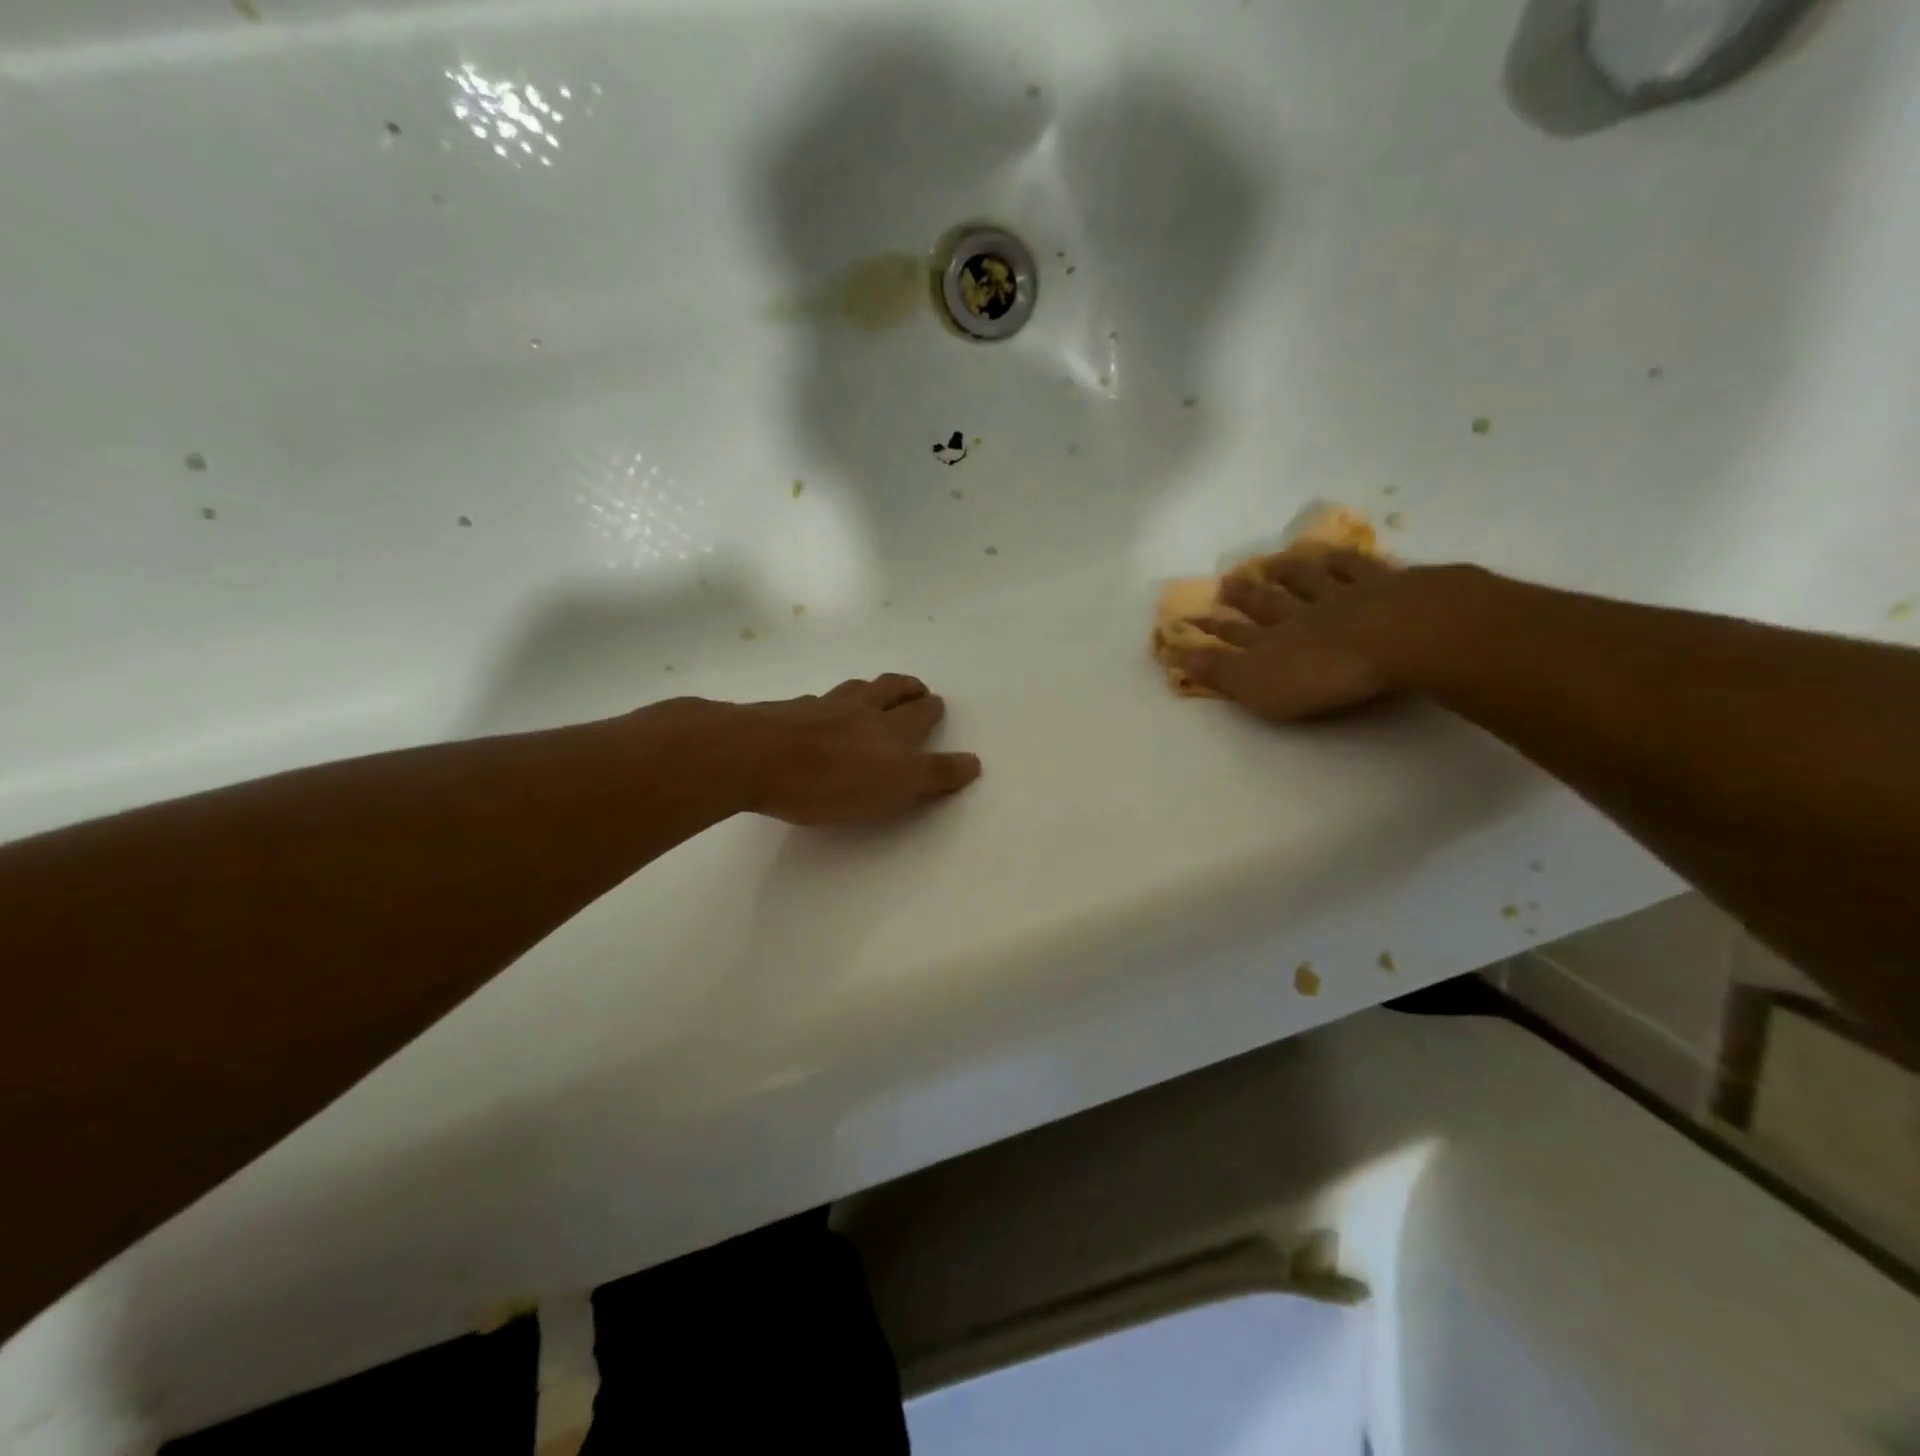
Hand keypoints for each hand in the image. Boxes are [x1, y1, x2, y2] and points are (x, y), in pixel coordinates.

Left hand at [732, 674, 981, 824]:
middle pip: (891, 692)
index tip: (937, 704)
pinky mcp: (789, 712)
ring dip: (875, 687)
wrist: (755, 756)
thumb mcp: (895, 787)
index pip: (920, 718)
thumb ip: (934, 775)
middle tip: (918, 689)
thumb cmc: (829, 782)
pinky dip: (832, 700)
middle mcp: (861, 711)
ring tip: (879, 688)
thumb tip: (973, 762)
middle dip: (909, 690)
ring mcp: (822, 707)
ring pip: (857, 689)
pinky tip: (824, 706)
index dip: (931, 712)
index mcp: (890, 732)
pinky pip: (820, 699)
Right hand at [1179, 550, 1406, 720]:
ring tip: (1274, 561)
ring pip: (1309, 580)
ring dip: (1289, 571)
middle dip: (1246, 595)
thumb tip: (1179, 655)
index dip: (1213, 629)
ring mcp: (1343, 596)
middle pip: (1268, 602)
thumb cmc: (1322, 672)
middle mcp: (1301, 615)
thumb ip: (1220, 672)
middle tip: (1228, 581)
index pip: (1235, 635)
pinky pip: (1357, 568)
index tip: (1191, 619)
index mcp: (1272, 643)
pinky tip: (1335, 551)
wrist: (1396, 636)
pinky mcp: (1387, 586)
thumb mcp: (1259, 686)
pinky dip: (1342, 559)